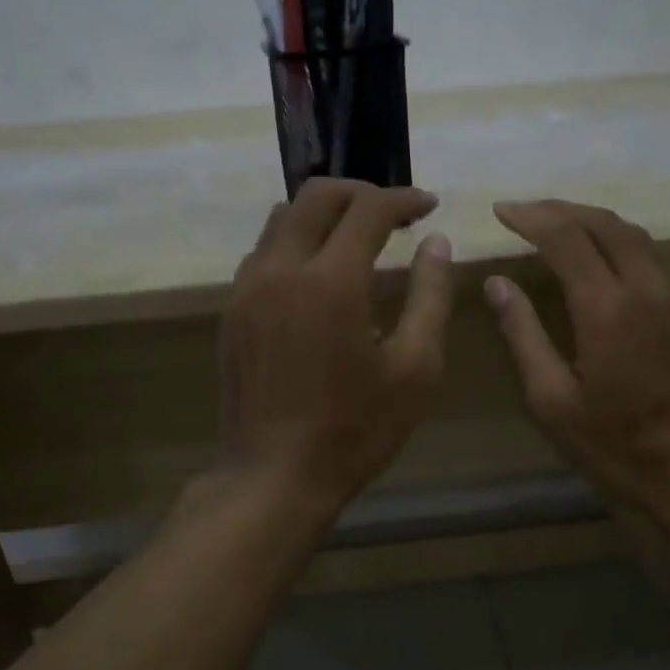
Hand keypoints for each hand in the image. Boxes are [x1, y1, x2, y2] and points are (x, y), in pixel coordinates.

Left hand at [218, 179, 453, 516]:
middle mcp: (282, 269)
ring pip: (282, 219)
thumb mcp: (415, 368)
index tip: (429, 206)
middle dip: (360, 193)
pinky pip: (263, 252)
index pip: (369, 209)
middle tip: (393, 215)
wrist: (274, 477)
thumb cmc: (356, 430)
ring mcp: (248, 289)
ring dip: (323, 215)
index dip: (404, 199)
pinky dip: (295, 243)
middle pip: (316, 196)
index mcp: (331, 280)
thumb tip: (436, 244)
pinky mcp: (232, 311)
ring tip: (356, 240)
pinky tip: (318, 276)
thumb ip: (431, 296)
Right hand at [483, 200, 669, 551]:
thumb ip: (523, 336)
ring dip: (595, 221)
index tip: (501, 211)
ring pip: (637, 235)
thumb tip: (497, 284)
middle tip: (527, 212)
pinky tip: (612, 260)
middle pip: (604, 223)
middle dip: (561, 209)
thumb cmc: (623, 448)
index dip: (530, 217)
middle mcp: (649, 287)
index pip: (564, 237)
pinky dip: (626, 243)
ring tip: (563, 226)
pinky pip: (660, 257)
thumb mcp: (554, 403)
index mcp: (607, 308)